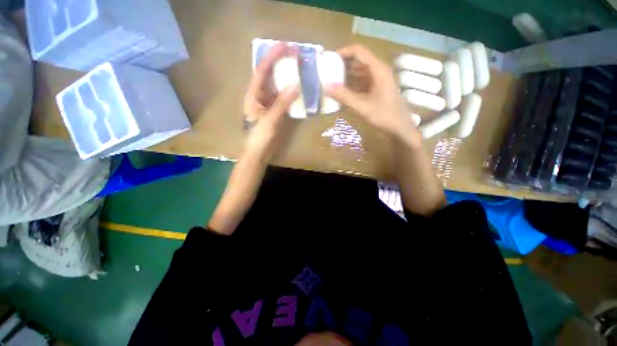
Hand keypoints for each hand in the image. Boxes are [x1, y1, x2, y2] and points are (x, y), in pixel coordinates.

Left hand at [243, 43, 299, 161]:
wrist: (258, 153)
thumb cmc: (259, 137)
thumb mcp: (270, 119)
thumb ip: (282, 103)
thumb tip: (296, 85)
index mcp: (253, 95)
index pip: (262, 71)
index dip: (272, 56)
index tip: (285, 46)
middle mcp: (259, 96)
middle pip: (269, 75)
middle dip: (280, 63)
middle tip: (294, 55)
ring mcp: (267, 104)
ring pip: (276, 86)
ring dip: (286, 77)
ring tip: (297, 68)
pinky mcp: (274, 112)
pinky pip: (282, 98)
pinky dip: (289, 93)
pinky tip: (297, 89)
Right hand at [325, 45, 419, 146]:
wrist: (399, 128)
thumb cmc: (384, 116)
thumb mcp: (362, 106)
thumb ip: (344, 96)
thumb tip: (326, 87)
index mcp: (378, 70)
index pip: (359, 51)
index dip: (344, 52)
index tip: (330, 59)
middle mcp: (378, 71)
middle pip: (358, 62)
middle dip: (343, 65)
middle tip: (327, 72)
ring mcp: (378, 81)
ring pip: (359, 73)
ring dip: (346, 77)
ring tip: (332, 82)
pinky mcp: (377, 90)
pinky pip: (362, 83)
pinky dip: (352, 86)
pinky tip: (342, 92)